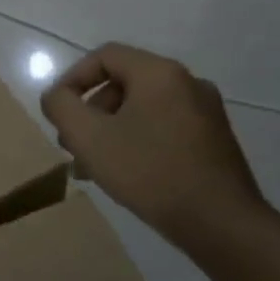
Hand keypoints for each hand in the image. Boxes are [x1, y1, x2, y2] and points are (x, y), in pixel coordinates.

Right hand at [41, 45, 267, 251]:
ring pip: (142, 108)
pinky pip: (164, 127)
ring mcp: (206, 112)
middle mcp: (187, 83)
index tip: (59, 111)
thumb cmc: (149, 172)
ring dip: (111, 129)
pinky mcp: (214, 140)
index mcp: (159, 73)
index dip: (73, 78)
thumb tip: (57, 96)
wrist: (222, 224)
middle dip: (91, 110)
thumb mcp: (88, 137)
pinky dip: (138, 140)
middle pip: (123, 82)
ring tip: (94, 164)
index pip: (104, 56)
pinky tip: (127, 173)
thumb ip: (61, 106)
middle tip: (74, 143)